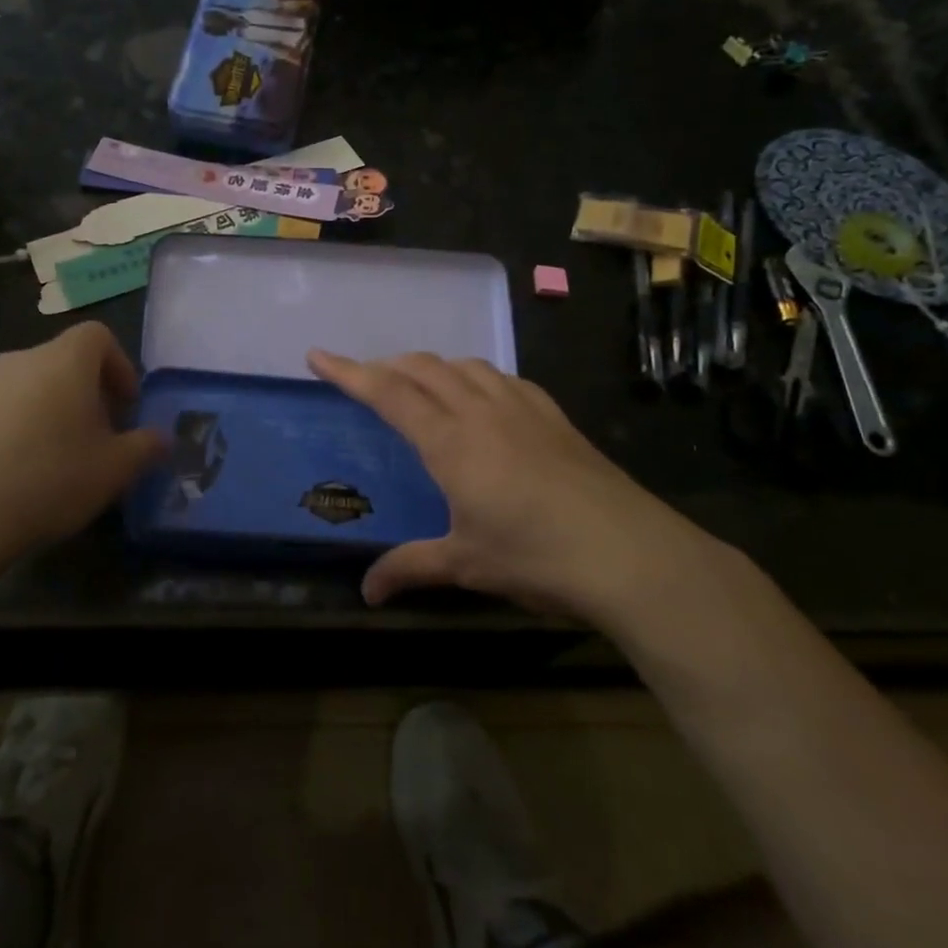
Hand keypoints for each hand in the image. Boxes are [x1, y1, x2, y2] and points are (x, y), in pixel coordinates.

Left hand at [0, 324, 165, 581]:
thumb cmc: (49, 478)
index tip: (127, 407)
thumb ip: (146, 447)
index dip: (120, 366)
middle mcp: (24, 359)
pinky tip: (24, 474)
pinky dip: (24, 428)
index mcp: (66, 360)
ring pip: (36, 386)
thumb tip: (163, 439)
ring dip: (57, 412)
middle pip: (67, 361)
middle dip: (91, 395)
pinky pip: (5, 409)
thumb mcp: (114, 469)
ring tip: (64, 461)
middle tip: (102, 439)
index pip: (99, 336)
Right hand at [309, 350, 708, 621]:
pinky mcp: (554, 416)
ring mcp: (522, 408)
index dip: (348, 372)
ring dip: (433, 367)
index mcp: (450, 441)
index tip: (318, 355)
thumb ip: (411, 567)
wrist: (629, 553)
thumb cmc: (536, 557)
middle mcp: (481, 411)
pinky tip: (484, 397)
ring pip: (465, 366)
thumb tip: (366, 592)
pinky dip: (477, 377)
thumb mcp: (466, 564)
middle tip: (365, 379)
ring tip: (420, 384)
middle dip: (388, 366)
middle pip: (424, 369)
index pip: (388, 393)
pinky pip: (504, 378)